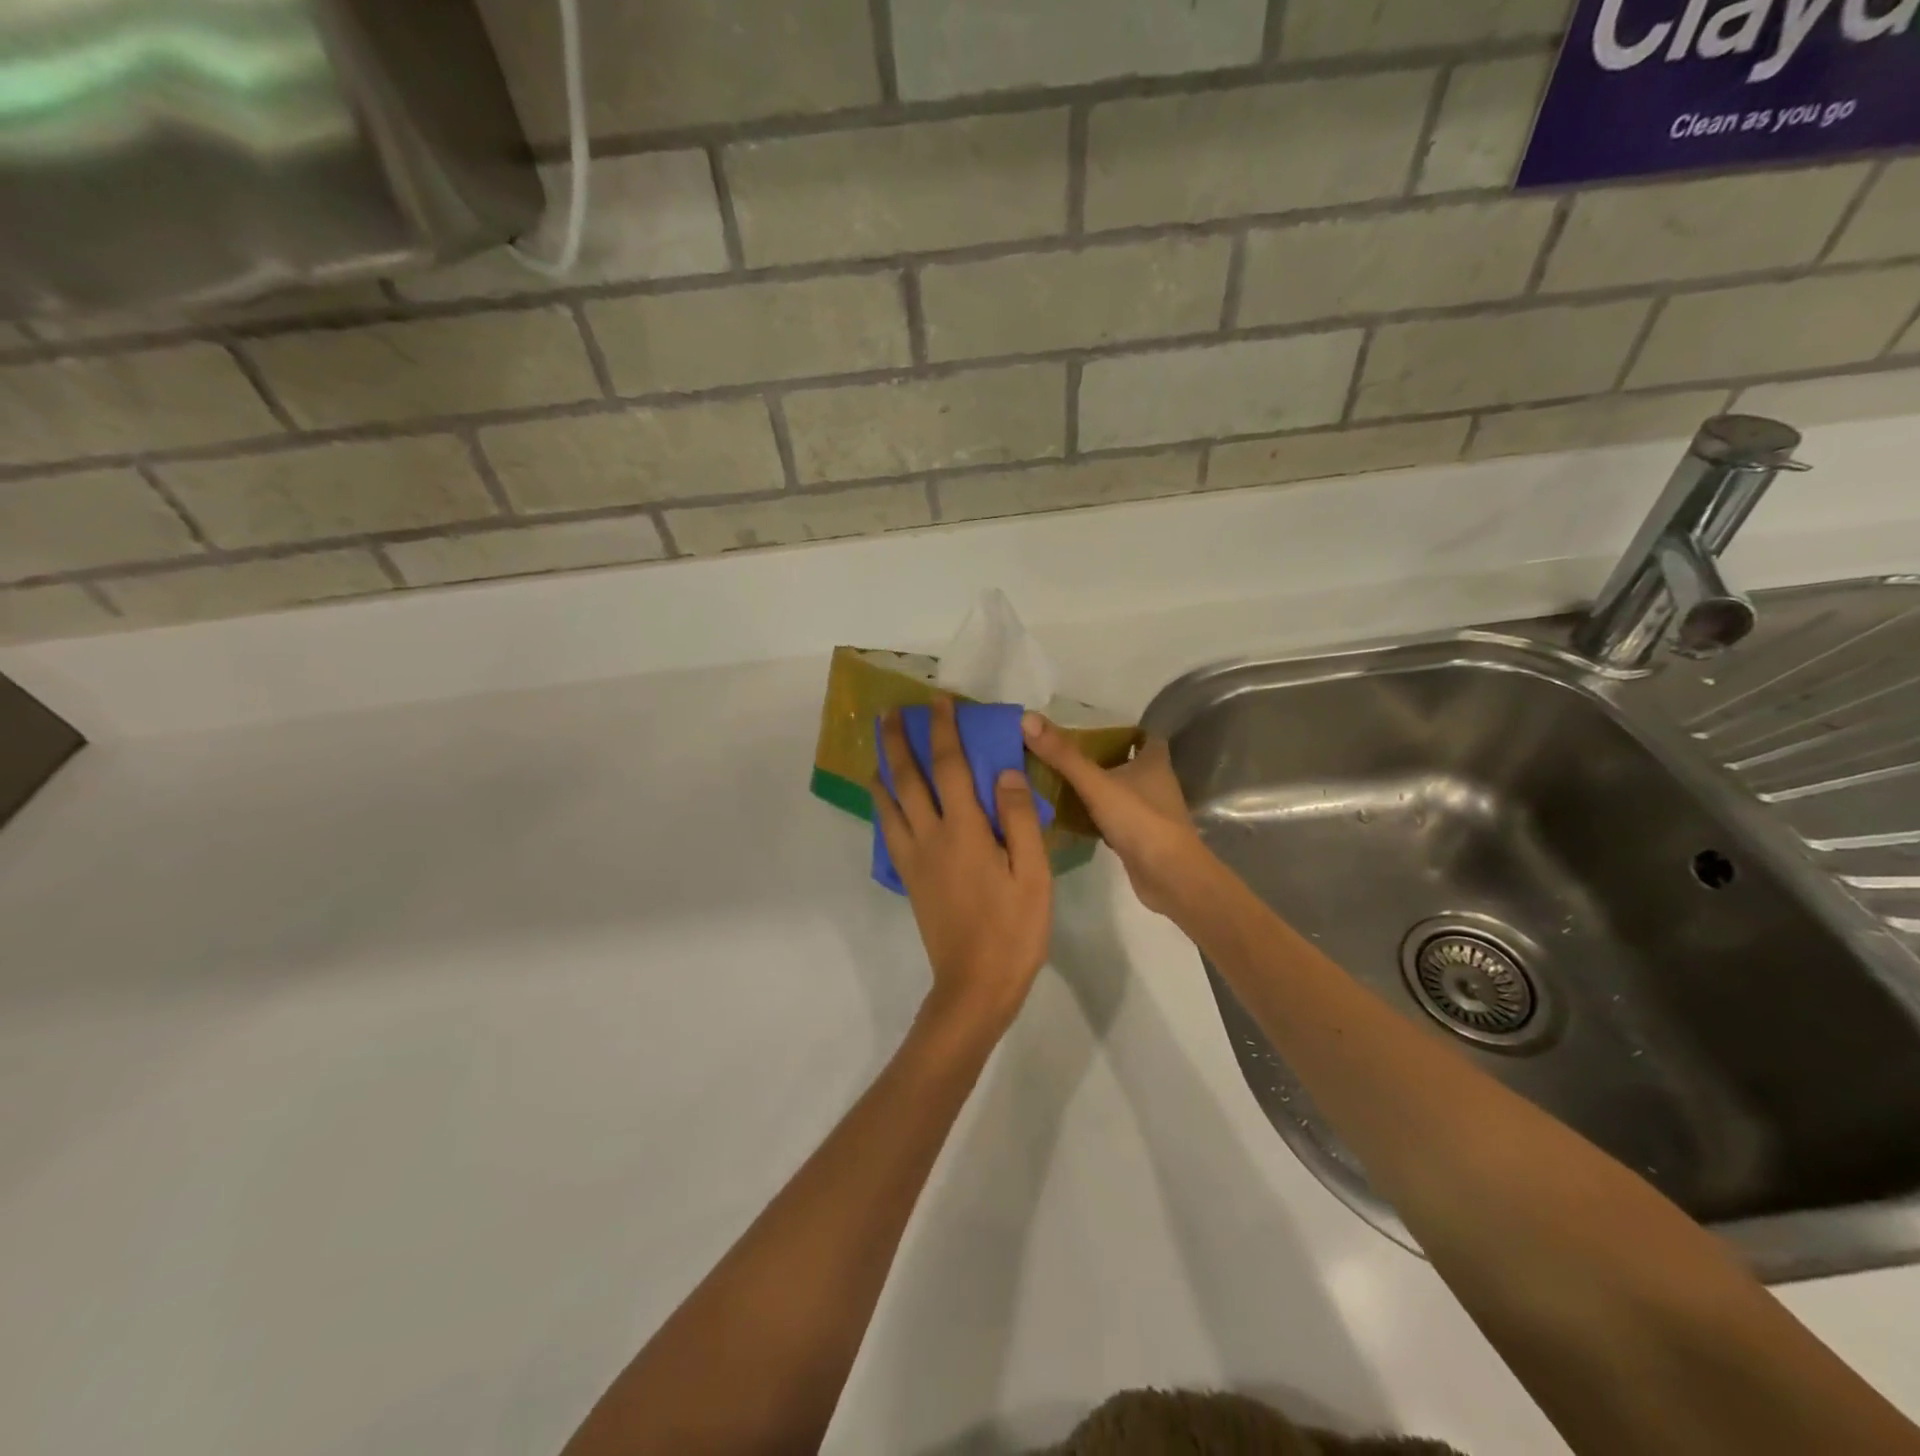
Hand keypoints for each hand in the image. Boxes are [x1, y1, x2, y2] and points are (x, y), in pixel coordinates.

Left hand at [874, 697, 1052, 1033]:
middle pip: (907, 778)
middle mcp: (931, 836)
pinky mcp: (910, 878)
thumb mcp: (1033, 874)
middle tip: (889, 713)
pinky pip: (889, 831)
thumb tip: (1003, 771)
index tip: (939, 702)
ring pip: (889, 804)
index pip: (950, 766)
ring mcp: (915, 858)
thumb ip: (1017, 819)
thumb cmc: (1014, 929)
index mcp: (964, 830)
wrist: (975, 985)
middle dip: (897, 741)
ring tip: (877, 749)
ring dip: (882, 770)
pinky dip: (883, 807)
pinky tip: (884, 801)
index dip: (944, 730)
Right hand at [1021, 714, 1211, 917]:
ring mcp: (1149, 812)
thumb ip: (1063, 755)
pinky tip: (1069, 817)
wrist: (1169, 877)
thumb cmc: (1140, 821)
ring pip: (1119, 791)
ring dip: (1096, 787)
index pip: (1142, 735)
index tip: (1087, 729)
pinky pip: (1113, 818)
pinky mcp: (1140, 838)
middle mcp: (1155, 783)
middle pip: (1127, 762)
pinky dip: (1095, 815)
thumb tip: (1027, 718)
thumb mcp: (1096, 783)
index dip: (1119, 729)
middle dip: (1099, 758)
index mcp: (1154, 762)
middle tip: (1061, 754)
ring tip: (1057, 781)